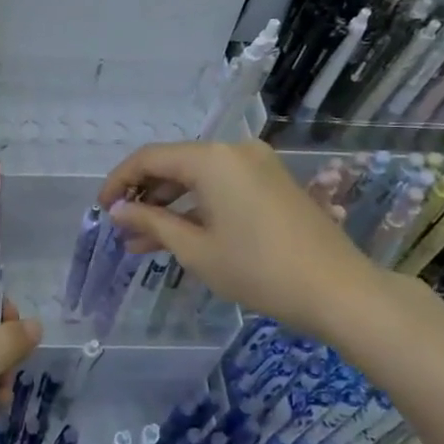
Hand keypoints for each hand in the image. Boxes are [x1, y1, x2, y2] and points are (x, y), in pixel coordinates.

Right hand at [99, 139, 388, 342]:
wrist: (342, 292)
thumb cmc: (259, 269)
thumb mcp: (196, 250)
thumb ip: (151, 224)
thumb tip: (117, 212)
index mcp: (211, 158)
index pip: (150, 159)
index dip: (120, 182)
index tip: (102, 209)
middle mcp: (234, 151)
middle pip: (175, 165)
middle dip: (145, 197)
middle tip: (123, 229)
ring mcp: (258, 166)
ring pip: (199, 179)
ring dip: (170, 206)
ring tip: (144, 243)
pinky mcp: (274, 184)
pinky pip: (223, 187)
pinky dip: (199, 208)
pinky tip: (182, 237)